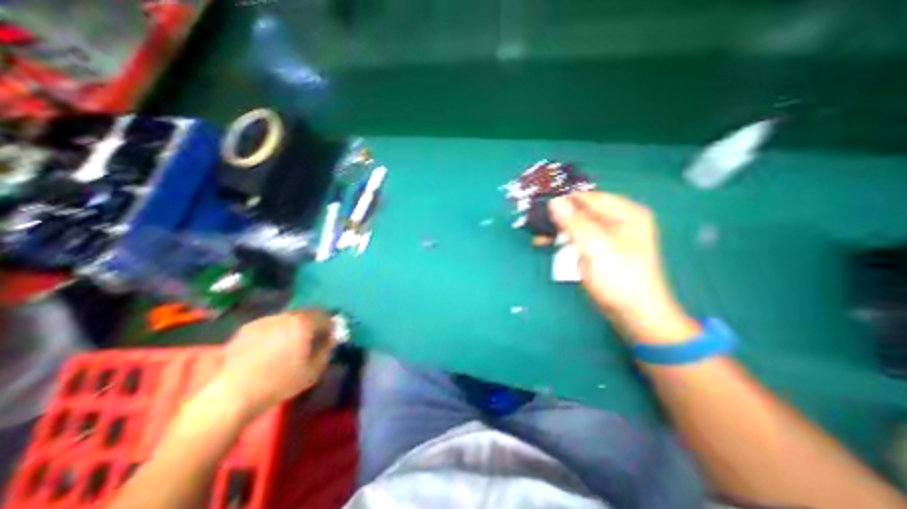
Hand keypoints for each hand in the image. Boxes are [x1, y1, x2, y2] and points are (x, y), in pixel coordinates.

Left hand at [213, 309, 330, 417]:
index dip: (329, 327)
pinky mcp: (246, 328)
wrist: (232, 395)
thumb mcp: (314, 370)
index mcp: (304, 323)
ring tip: (288, 345)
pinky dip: (275, 332)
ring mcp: (264, 320)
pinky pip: (270, 325)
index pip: (325, 316)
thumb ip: (327, 350)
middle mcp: (285, 315)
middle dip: (312, 325)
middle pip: (306, 314)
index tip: (327, 339)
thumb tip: (330, 339)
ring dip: (293, 327)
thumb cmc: (280, 382)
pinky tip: (269, 349)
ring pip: (287, 318)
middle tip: (310, 341)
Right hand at [549, 194, 695, 343]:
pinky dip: (563, 240)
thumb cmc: (619, 278)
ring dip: (558, 229)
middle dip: (559, 216)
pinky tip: (548, 243)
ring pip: (578, 225)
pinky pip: (578, 237)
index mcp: (625, 213)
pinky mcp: (600, 249)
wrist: (634, 313)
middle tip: (535, 223)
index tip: (539, 206)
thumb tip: (554, 201)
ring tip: (538, 236)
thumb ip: (575, 223)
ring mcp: (609, 236)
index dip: (564, 200)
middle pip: (582, 210)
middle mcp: (618, 220)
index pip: (588, 197)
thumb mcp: (596, 247)